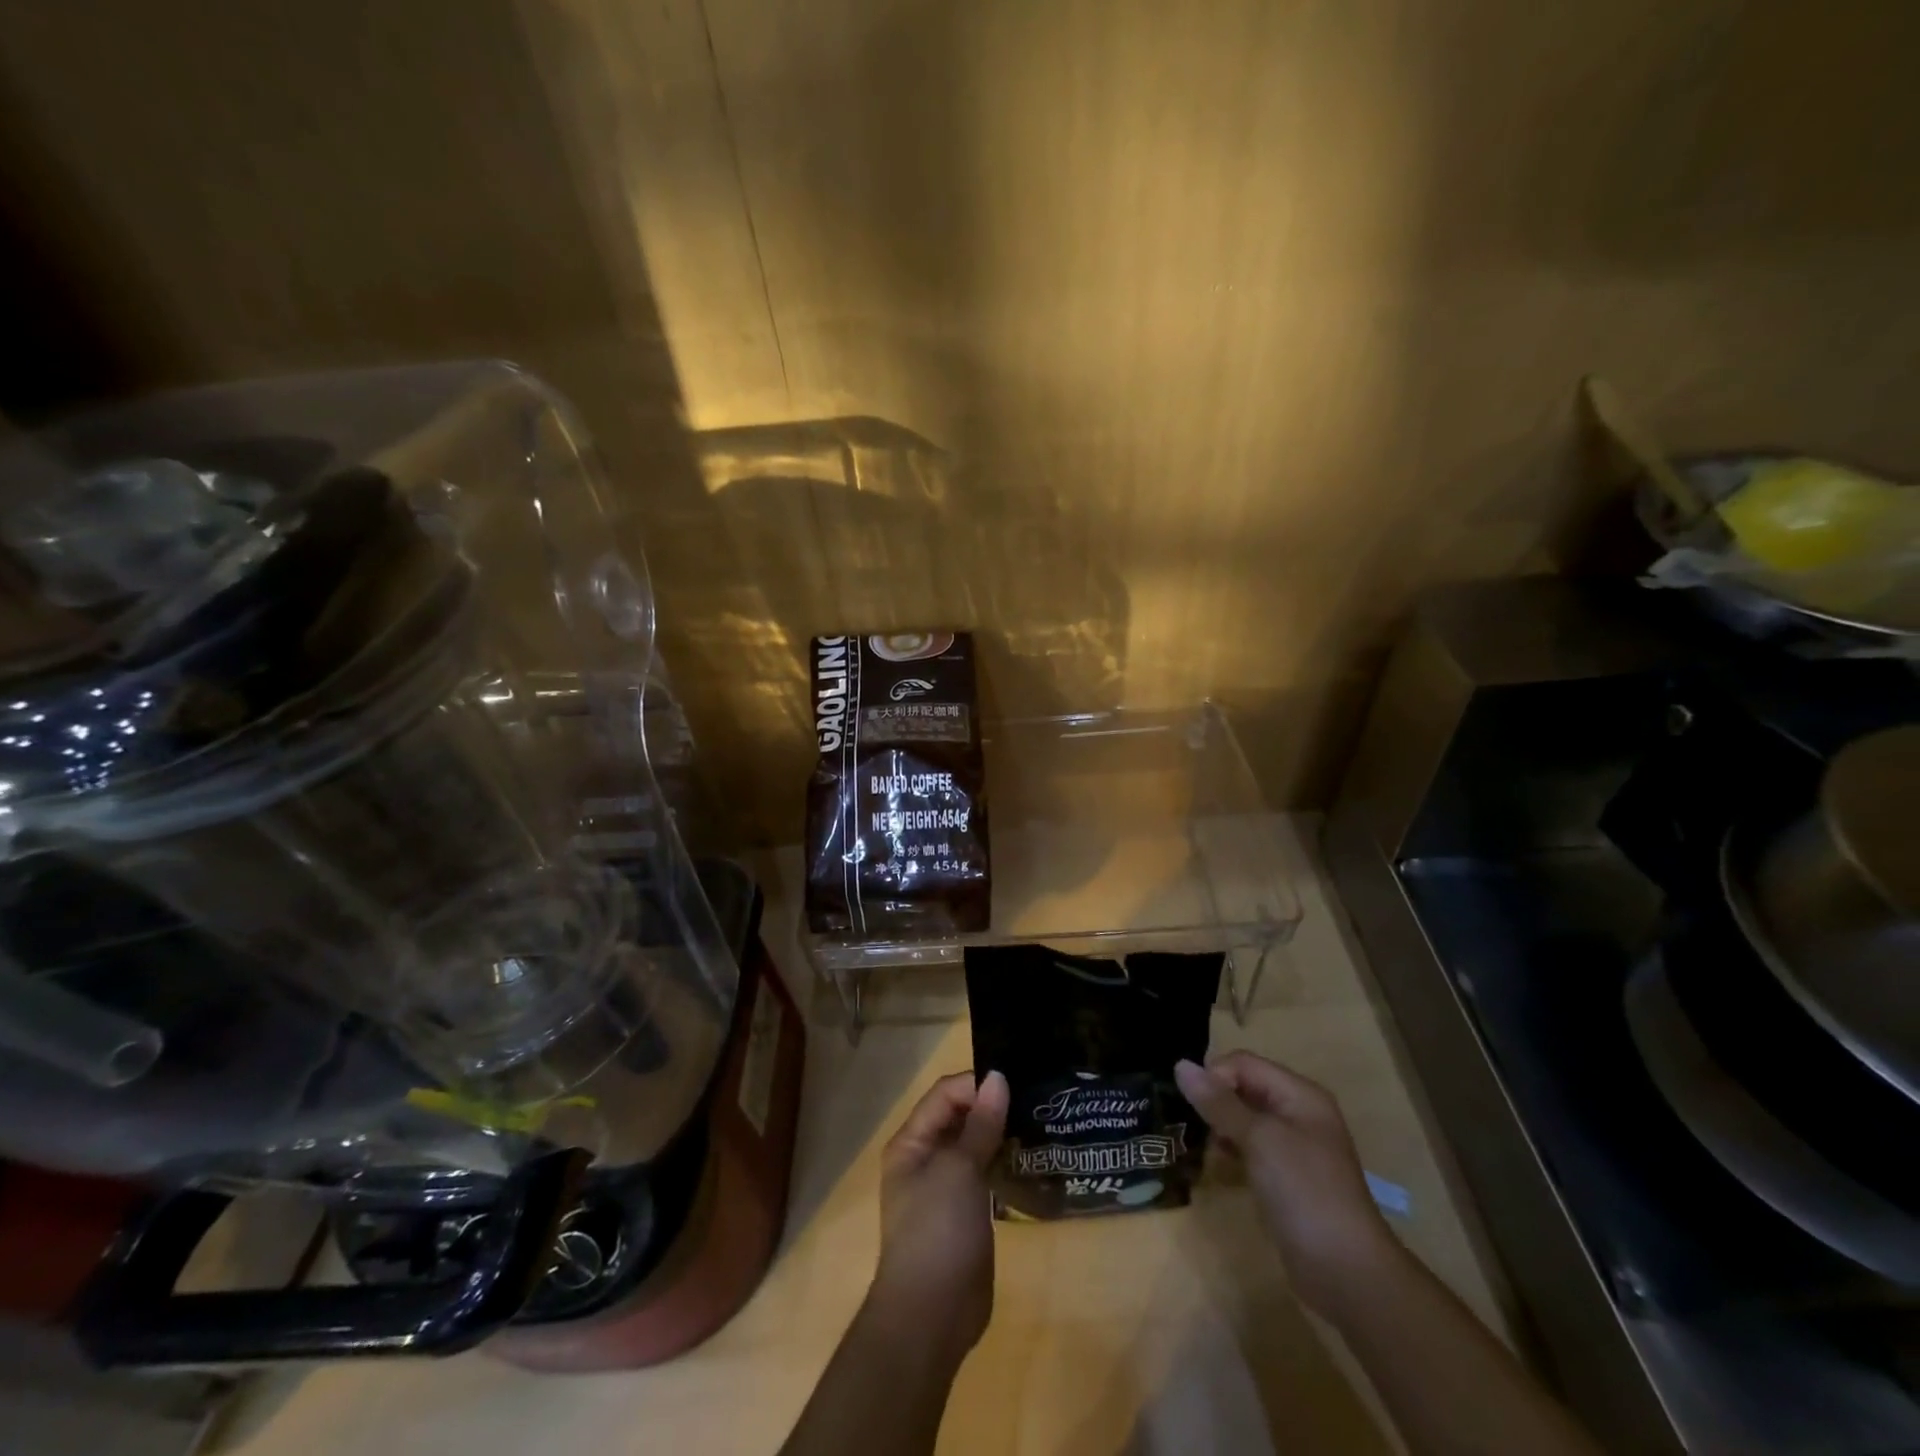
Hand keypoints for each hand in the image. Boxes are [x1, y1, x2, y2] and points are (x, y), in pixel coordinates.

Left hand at [868, 1070, 1008, 1361]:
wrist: (932, 1315)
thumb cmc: (937, 1230)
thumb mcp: (960, 1170)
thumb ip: (981, 1123)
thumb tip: (998, 1078)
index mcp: (912, 1142)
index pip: (945, 1095)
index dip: (977, 1084)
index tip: (1016, 1083)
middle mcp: (925, 1158)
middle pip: (960, 1116)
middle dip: (992, 1106)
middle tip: (1034, 1098)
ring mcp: (946, 1187)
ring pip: (975, 1145)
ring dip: (1001, 1133)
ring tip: (1039, 1121)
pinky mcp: (966, 1211)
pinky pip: (986, 1173)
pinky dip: (1005, 1161)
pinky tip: (1032, 1156)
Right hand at [1175, 1052, 1399, 1315]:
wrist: (1348, 1274)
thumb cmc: (1305, 1193)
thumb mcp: (1259, 1140)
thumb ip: (1219, 1102)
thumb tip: (1180, 1065)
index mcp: (1299, 1095)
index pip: (1243, 1064)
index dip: (1215, 1076)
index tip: (1192, 1106)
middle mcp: (1298, 1114)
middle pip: (1244, 1088)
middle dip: (1215, 1101)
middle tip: (1192, 1126)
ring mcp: (1294, 1148)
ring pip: (1244, 1120)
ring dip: (1220, 1128)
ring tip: (1203, 1148)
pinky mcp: (1286, 1178)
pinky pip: (1251, 1149)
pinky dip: (1232, 1151)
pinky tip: (1220, 1168)